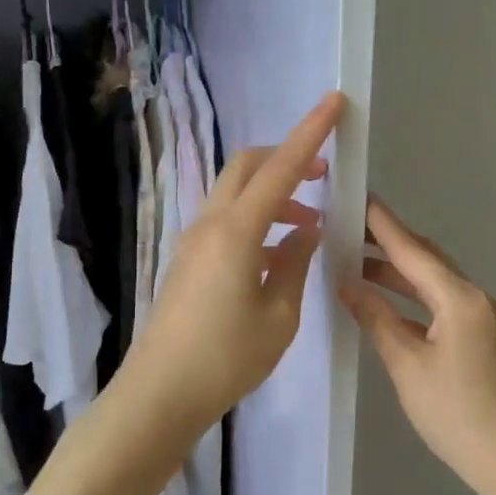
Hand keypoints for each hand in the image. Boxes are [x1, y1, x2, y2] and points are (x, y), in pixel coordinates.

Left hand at [117, 92, 345, 440]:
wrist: (160, 392)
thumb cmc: (226, 358)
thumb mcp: (279, 316)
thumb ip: (295, 264)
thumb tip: (304, 232)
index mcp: (237, 231)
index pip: (281, 168)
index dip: (311, 133)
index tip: (335, 102)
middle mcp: (211, 223)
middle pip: (248, 165)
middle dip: (288, 157)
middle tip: (323, 175)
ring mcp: (194, 239)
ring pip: (236, 191)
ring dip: (274, 192)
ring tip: (309, 224)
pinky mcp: (188, 257)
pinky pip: (227, 217)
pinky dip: (257, 216)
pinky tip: (278, 251)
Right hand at [340, 196, 495, 494]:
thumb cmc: (457, 414)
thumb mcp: (407, 365)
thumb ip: (376, 318)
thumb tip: (347, 283)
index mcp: (458, 297)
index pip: (411, 249)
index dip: (381, 223)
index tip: (354, 197)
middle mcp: (472, 297)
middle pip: (424, 258)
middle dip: (386, 242)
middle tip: (345, 228)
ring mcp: (477, 317)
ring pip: (430, 281)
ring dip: (395, 271)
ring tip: (352, 261)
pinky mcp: (476, 336)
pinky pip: (437, 302)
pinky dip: (408, 297)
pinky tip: (381, 301)